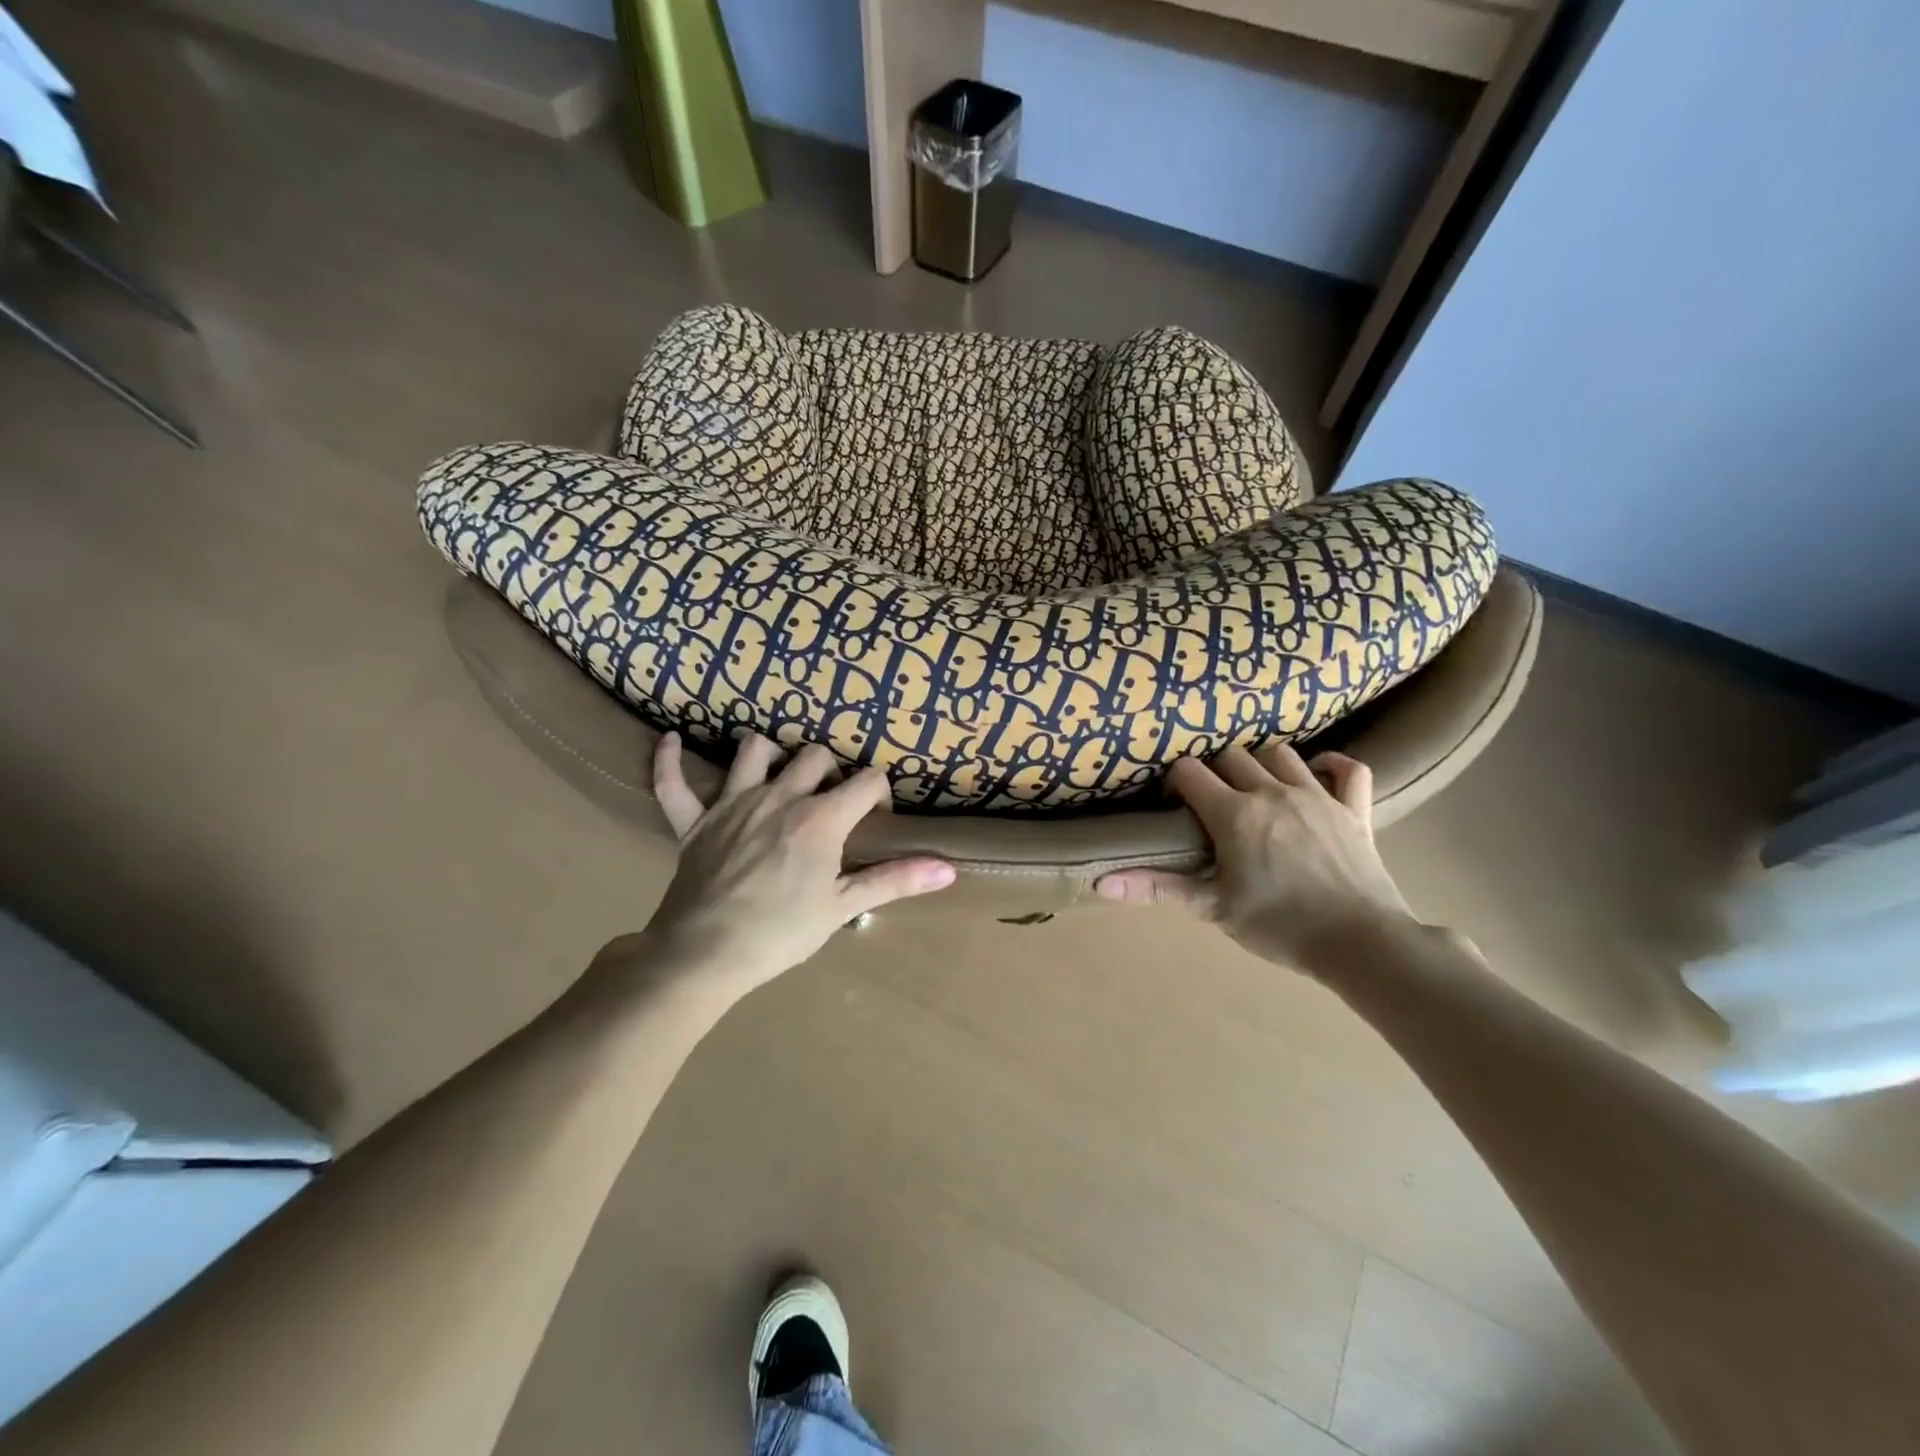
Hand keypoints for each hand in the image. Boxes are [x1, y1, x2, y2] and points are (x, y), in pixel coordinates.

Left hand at [639, 732, 954, 995]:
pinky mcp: (693, 821)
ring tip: (779, 775)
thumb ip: (896, 880)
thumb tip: (949, 869)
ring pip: (755, 750)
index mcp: (820, 818)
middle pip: (815, 756)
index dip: (879, 793)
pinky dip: (670, 761)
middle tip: (832, 803)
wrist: (705, 955)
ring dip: (771, 755)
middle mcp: (779, 796)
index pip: (866, 781)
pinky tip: (671, 741)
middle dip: (831, 771)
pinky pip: (673, 782)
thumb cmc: (781, 933)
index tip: (876, 817)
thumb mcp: (843, 906)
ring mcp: (732, 803)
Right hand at [1095, 744, 1415, 976]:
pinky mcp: (1355, 808)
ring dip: (1262, 763)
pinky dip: (1333, 765)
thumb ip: (1156, 887)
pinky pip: (1349, 769)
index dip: (1176, 782)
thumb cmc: (1279, 925)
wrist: (1360, 942)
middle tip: (1213, 801)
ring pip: (1282, 754)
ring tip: (1256, 787)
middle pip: (1232, 756)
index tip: (1176, 805)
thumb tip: (1100, 883)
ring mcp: (1317, 795)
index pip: (1190, 772)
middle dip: (1216, 771)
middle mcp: (1272, 792)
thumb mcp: (1211, 907)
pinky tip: (1318, 774)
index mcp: (1234, 813)